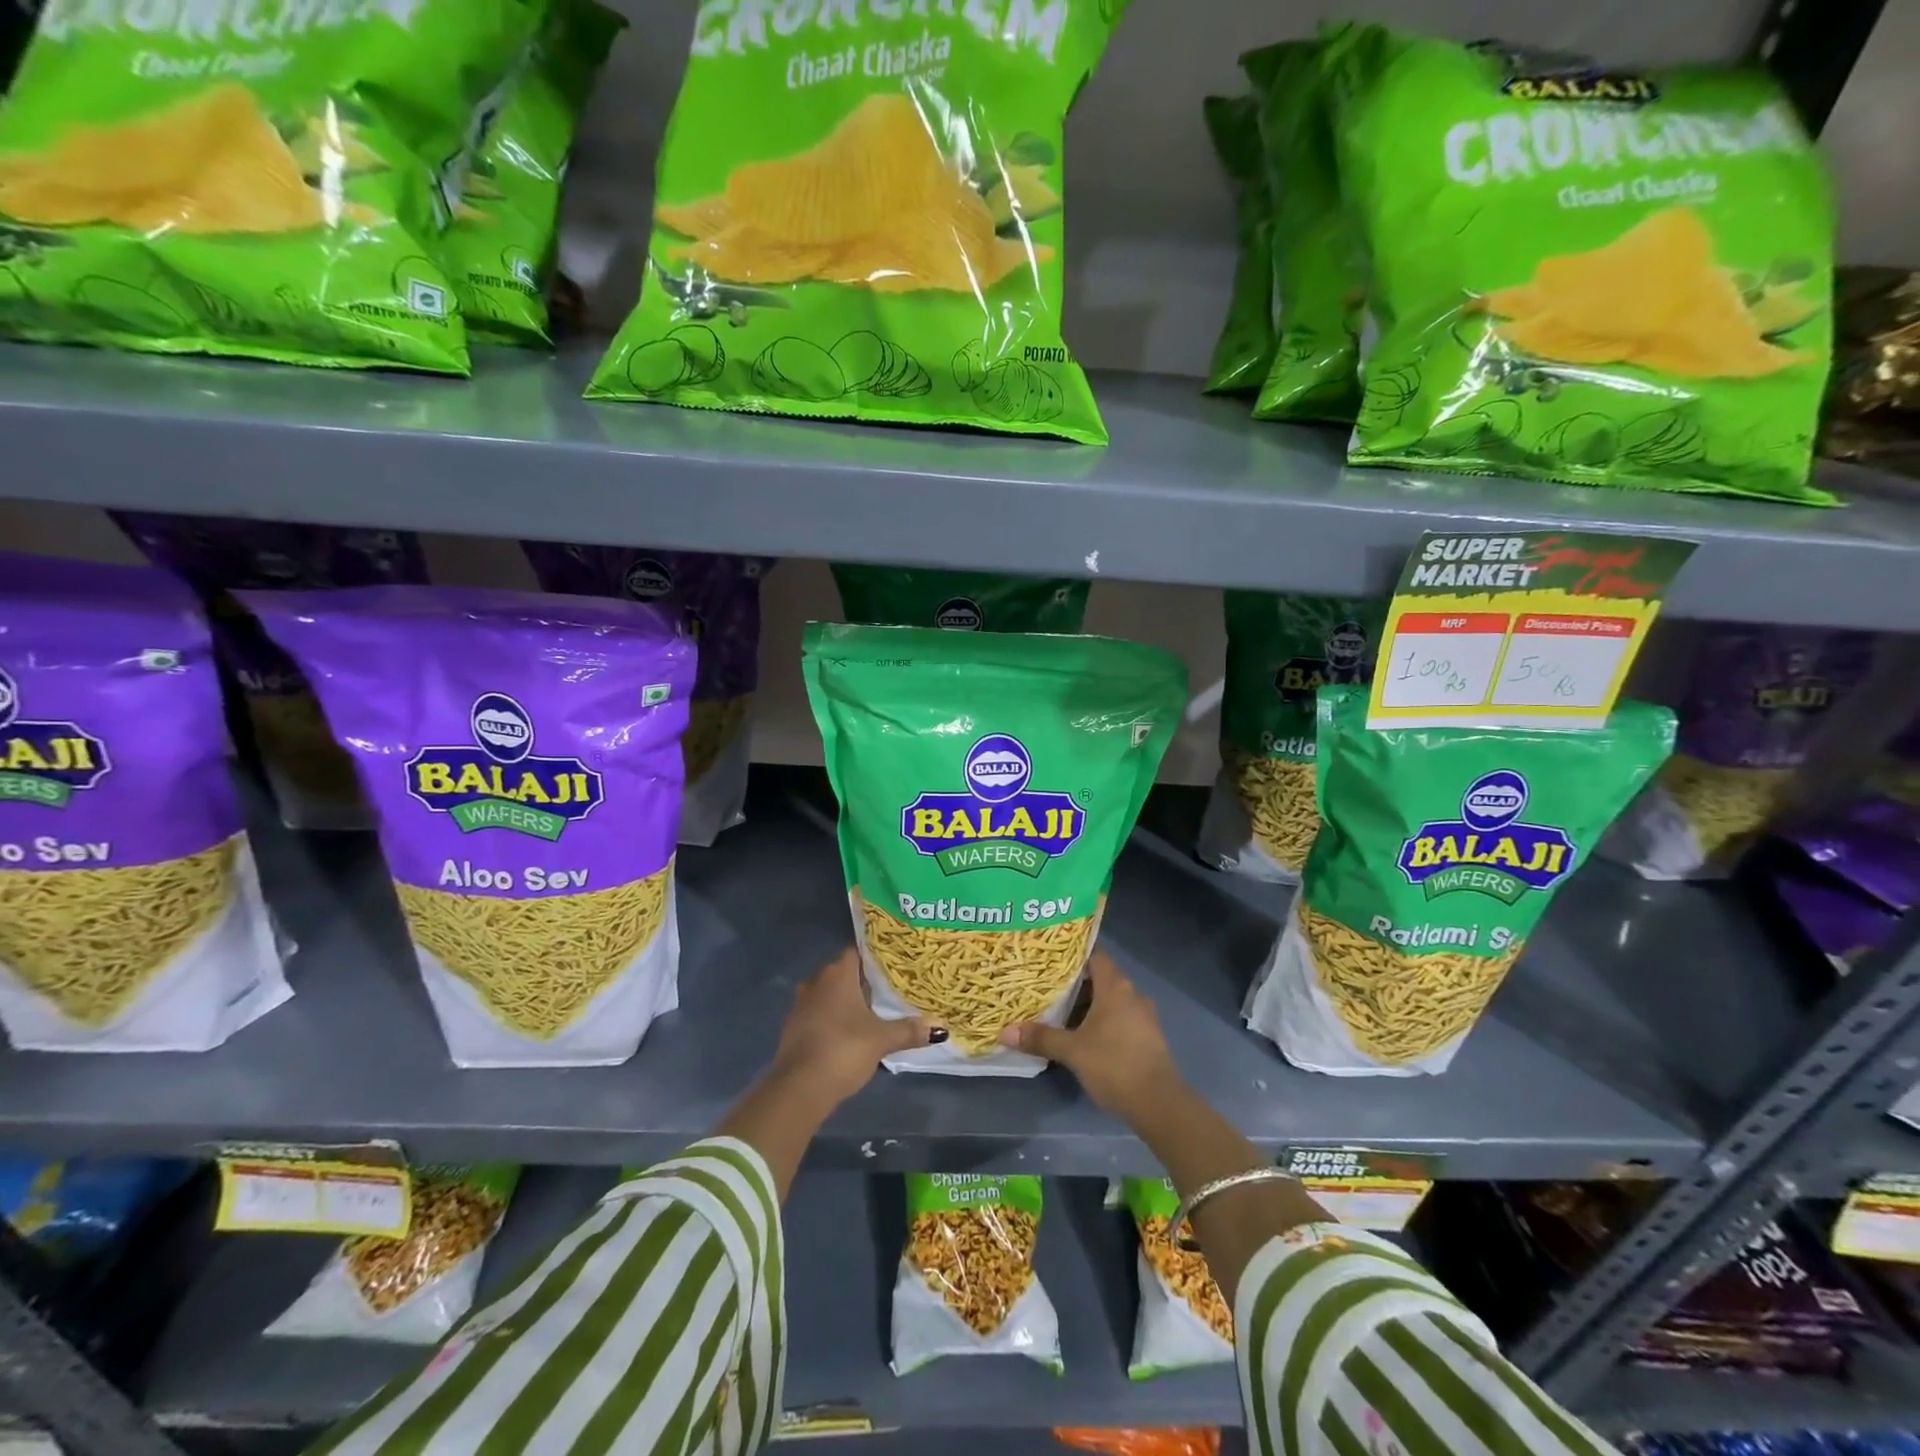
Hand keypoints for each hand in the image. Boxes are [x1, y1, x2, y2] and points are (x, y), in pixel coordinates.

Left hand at [768, 947, 942, 1110]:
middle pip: (842, 971)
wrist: (799, 1088)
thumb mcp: (882, 1040)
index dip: (874, 955)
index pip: (856, 951)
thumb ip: (909, 1030)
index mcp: (837, 974)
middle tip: (888, 986)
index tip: (893, 961)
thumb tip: (941, 1027)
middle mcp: (816, 982)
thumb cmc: (843, 1050)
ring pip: (828, 993)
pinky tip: (848, 1030)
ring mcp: (801, 1005)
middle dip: (863, 978)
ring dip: (845, 999)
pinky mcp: (793, 1028)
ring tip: (871, 1008)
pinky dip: (832, 1017)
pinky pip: (818, 1013)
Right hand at [999, 950, 1180, 1119]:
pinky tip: (1086, 1035)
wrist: (1159, 1104)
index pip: (1095, 955)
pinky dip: (1104, 1021)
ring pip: (1112, 1000)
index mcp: (1116, 987)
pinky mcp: (1148, 1037)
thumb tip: (1004, 1032)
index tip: (1052, 958)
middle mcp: (1132, 995)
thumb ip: (1040, 1038)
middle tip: (1049, 987)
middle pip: (1102, 978)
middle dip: (1077, 983)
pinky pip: (1121, 1018)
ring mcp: (1144, 1016)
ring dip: (1090, 1005)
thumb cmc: (1114, 1065)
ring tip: (1062, 1012)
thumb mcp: (1072, 1051)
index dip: (1075, 954)